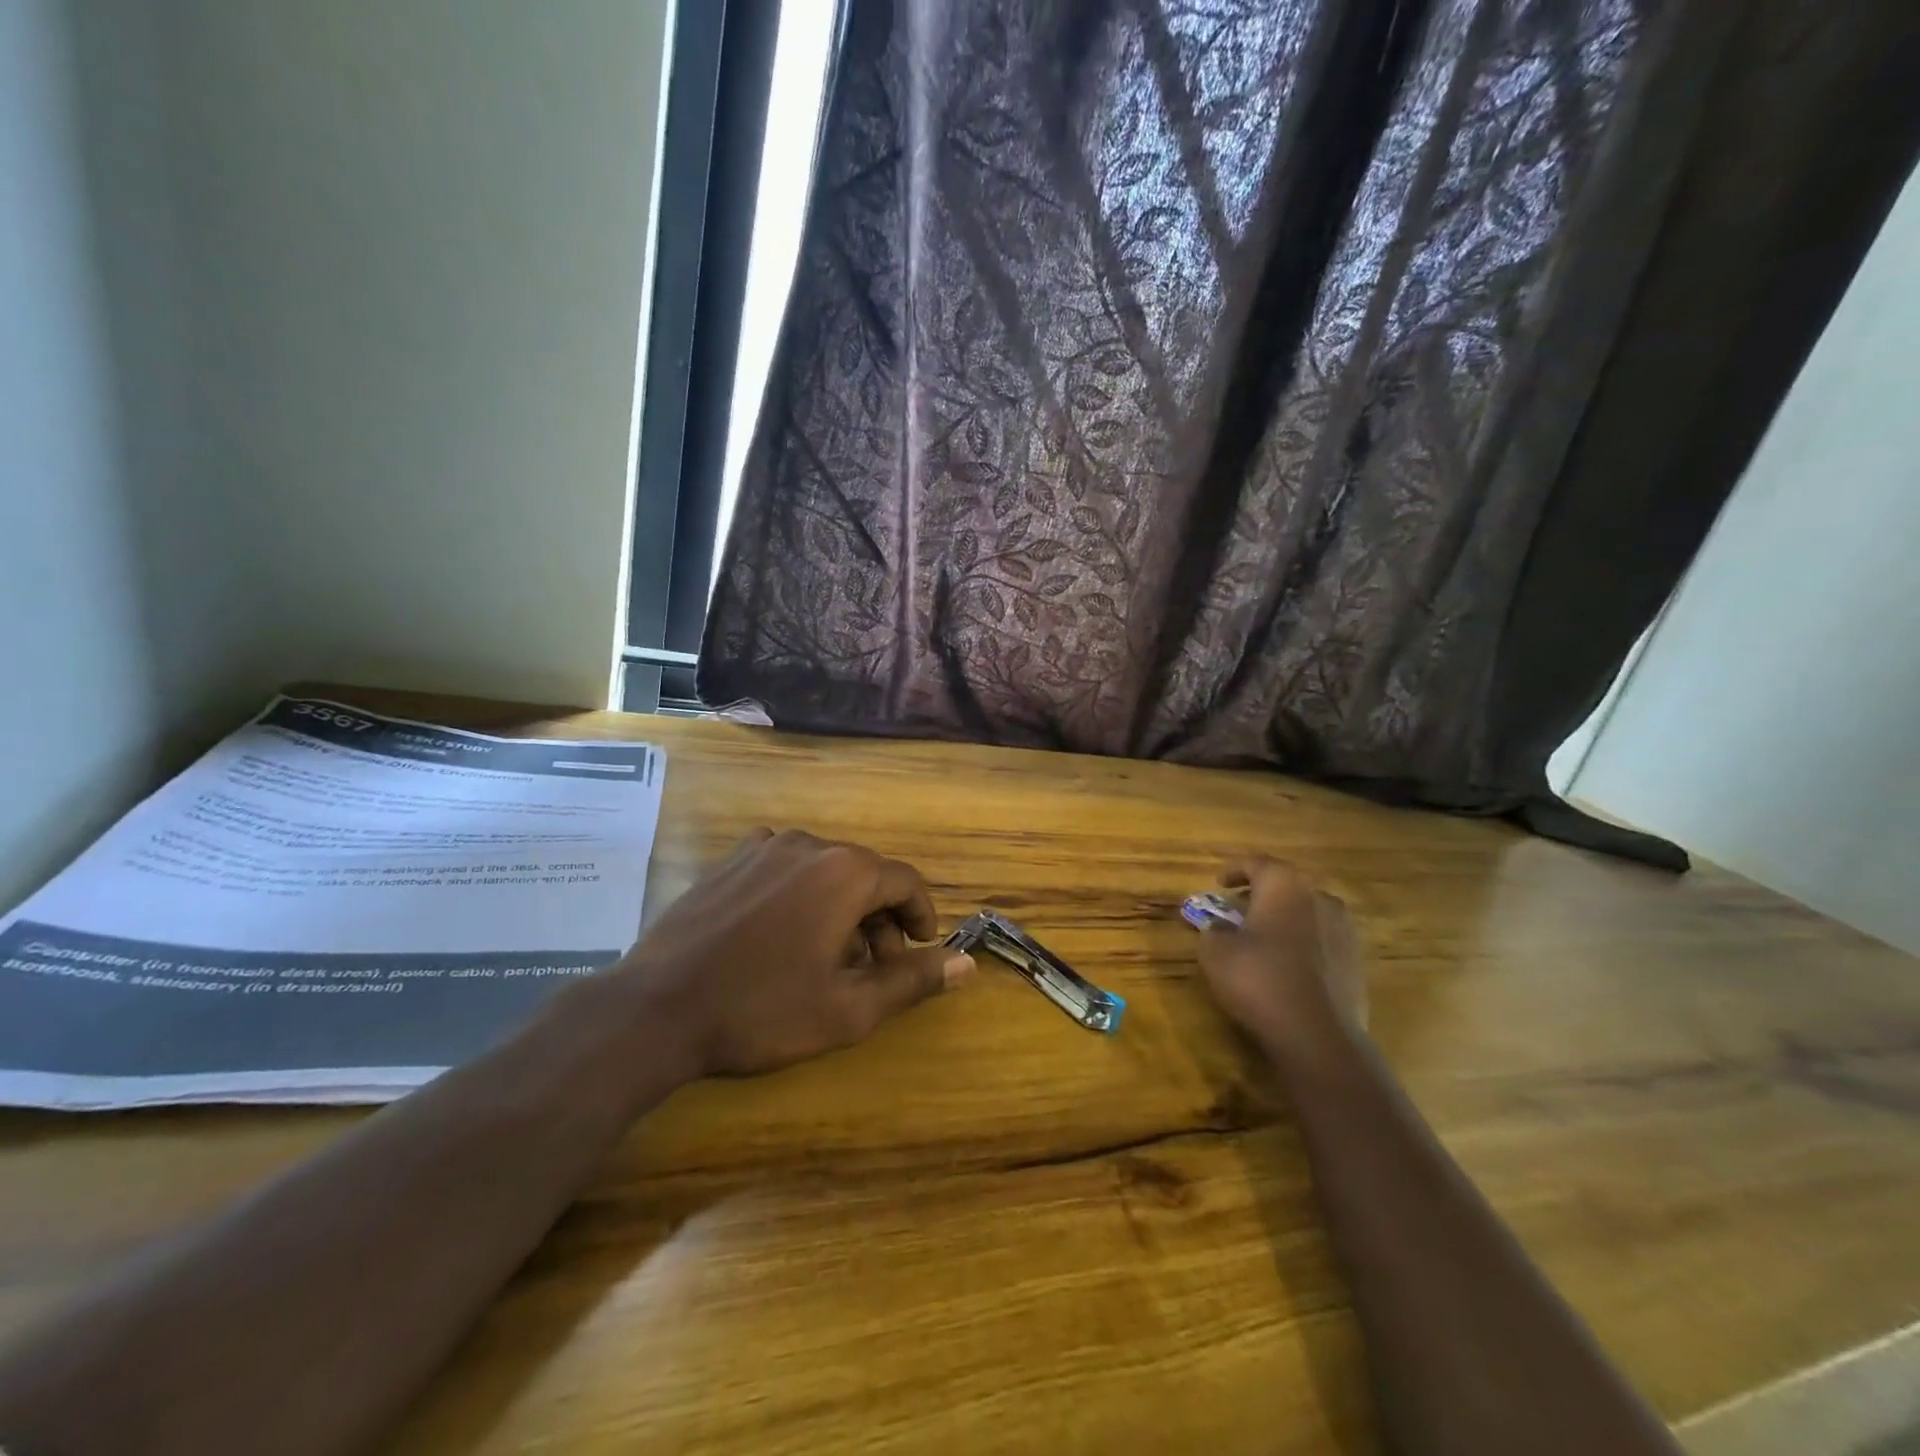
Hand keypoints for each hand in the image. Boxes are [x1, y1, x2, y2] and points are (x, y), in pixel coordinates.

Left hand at [620, 829, 973, 1076]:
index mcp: (845, 871)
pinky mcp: (730, 860)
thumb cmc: (762, 1010)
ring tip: (824, 958)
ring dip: (839, 909)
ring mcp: (763, 847)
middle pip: (865, 875)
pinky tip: (779, 937)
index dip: (920, 917)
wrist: (656, 1008)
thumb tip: (968, 964)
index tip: (918, 951)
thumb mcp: (848, 1008)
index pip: (906, 881)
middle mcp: (809, 844)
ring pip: (824, 871)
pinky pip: (784, 869)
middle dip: (878, 919)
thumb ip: (913, 980)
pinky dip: (799, 896)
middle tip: (870, 969)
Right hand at [1196, 856, 1365, 1053]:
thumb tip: (1220, 927)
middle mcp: (1319, 897)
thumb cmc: (1259, 979)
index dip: (1234, 870)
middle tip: (1237, 910)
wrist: (1317, 1035)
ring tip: (1262, 938)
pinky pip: (1321, 939)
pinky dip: (1302, 943)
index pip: (1257, 863)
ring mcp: (1344, 929)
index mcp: (1285, 885)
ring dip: (1284, 918)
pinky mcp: (1356, 961)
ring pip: (1307, 912)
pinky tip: (1287, 965)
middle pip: (1285, 885)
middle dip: (1260, 894)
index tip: (1219, 883)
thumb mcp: (1215, 952)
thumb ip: (1213, 930)